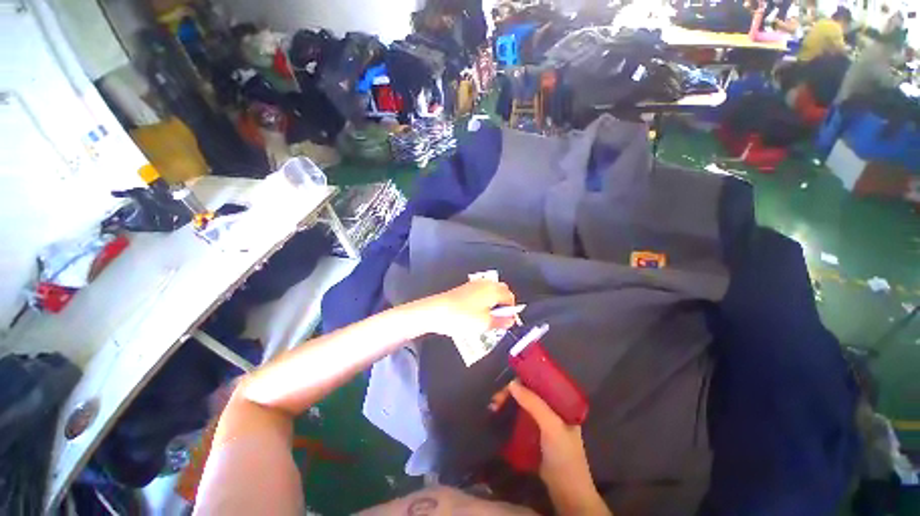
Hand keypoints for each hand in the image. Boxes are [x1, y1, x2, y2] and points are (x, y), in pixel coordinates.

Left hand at [425, 280, 515, 342]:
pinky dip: (485, 300)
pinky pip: (481, 292)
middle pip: (502, 291)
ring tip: (488, 317)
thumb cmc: (462, 317)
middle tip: (499, 319)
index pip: (510, 297)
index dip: (512, 310)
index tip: (508, 322)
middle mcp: (486, 284)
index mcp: (493, 290)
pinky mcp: (466, 288)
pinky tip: (477, 312)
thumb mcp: (485, 323)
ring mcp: (475, 284)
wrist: (437, 311)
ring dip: (494, 302)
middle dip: (504, 304)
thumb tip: (511, 320)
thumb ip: (501, 321)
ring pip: (491, 291)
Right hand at [508, 381, 610, 514]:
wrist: (568, 495)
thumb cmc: (564, 456)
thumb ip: (534, 404)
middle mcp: (552, 409)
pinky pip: (520, 420)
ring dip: (508, 404)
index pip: (540, 382)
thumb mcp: (552, 426)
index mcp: (561, 403)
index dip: (523, 380)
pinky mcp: (535, 437)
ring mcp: (543, 423)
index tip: (506, 386)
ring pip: (522, 406)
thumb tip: (511, 383)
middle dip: (511, 394)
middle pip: (528, 393)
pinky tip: (498, 417)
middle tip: (495, 402)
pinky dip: (509, 416)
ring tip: (493, 408)